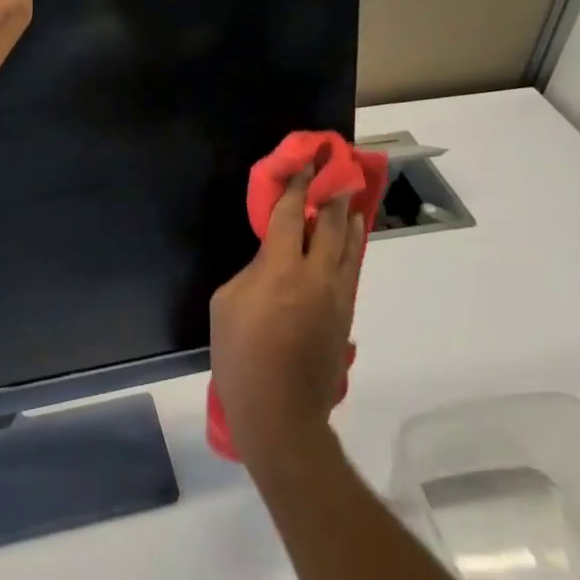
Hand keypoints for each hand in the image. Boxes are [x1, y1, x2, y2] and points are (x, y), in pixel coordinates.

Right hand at [210, 171, 364, 476]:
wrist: (280, 414)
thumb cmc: (241, 357)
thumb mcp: (226, 304)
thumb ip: (252, 271)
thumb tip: (272, 257)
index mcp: (281, 270)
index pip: (291, 216)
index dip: (297, 187)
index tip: (304, 164)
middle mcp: (316, 276)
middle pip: (329, 226)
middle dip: (331, 195)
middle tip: (335, 171)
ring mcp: (336, 297)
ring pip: (349, 247)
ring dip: (349, 219)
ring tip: (350, 199)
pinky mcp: (344, 316)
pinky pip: (352, 270)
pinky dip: (353, 248)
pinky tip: (352, 239)